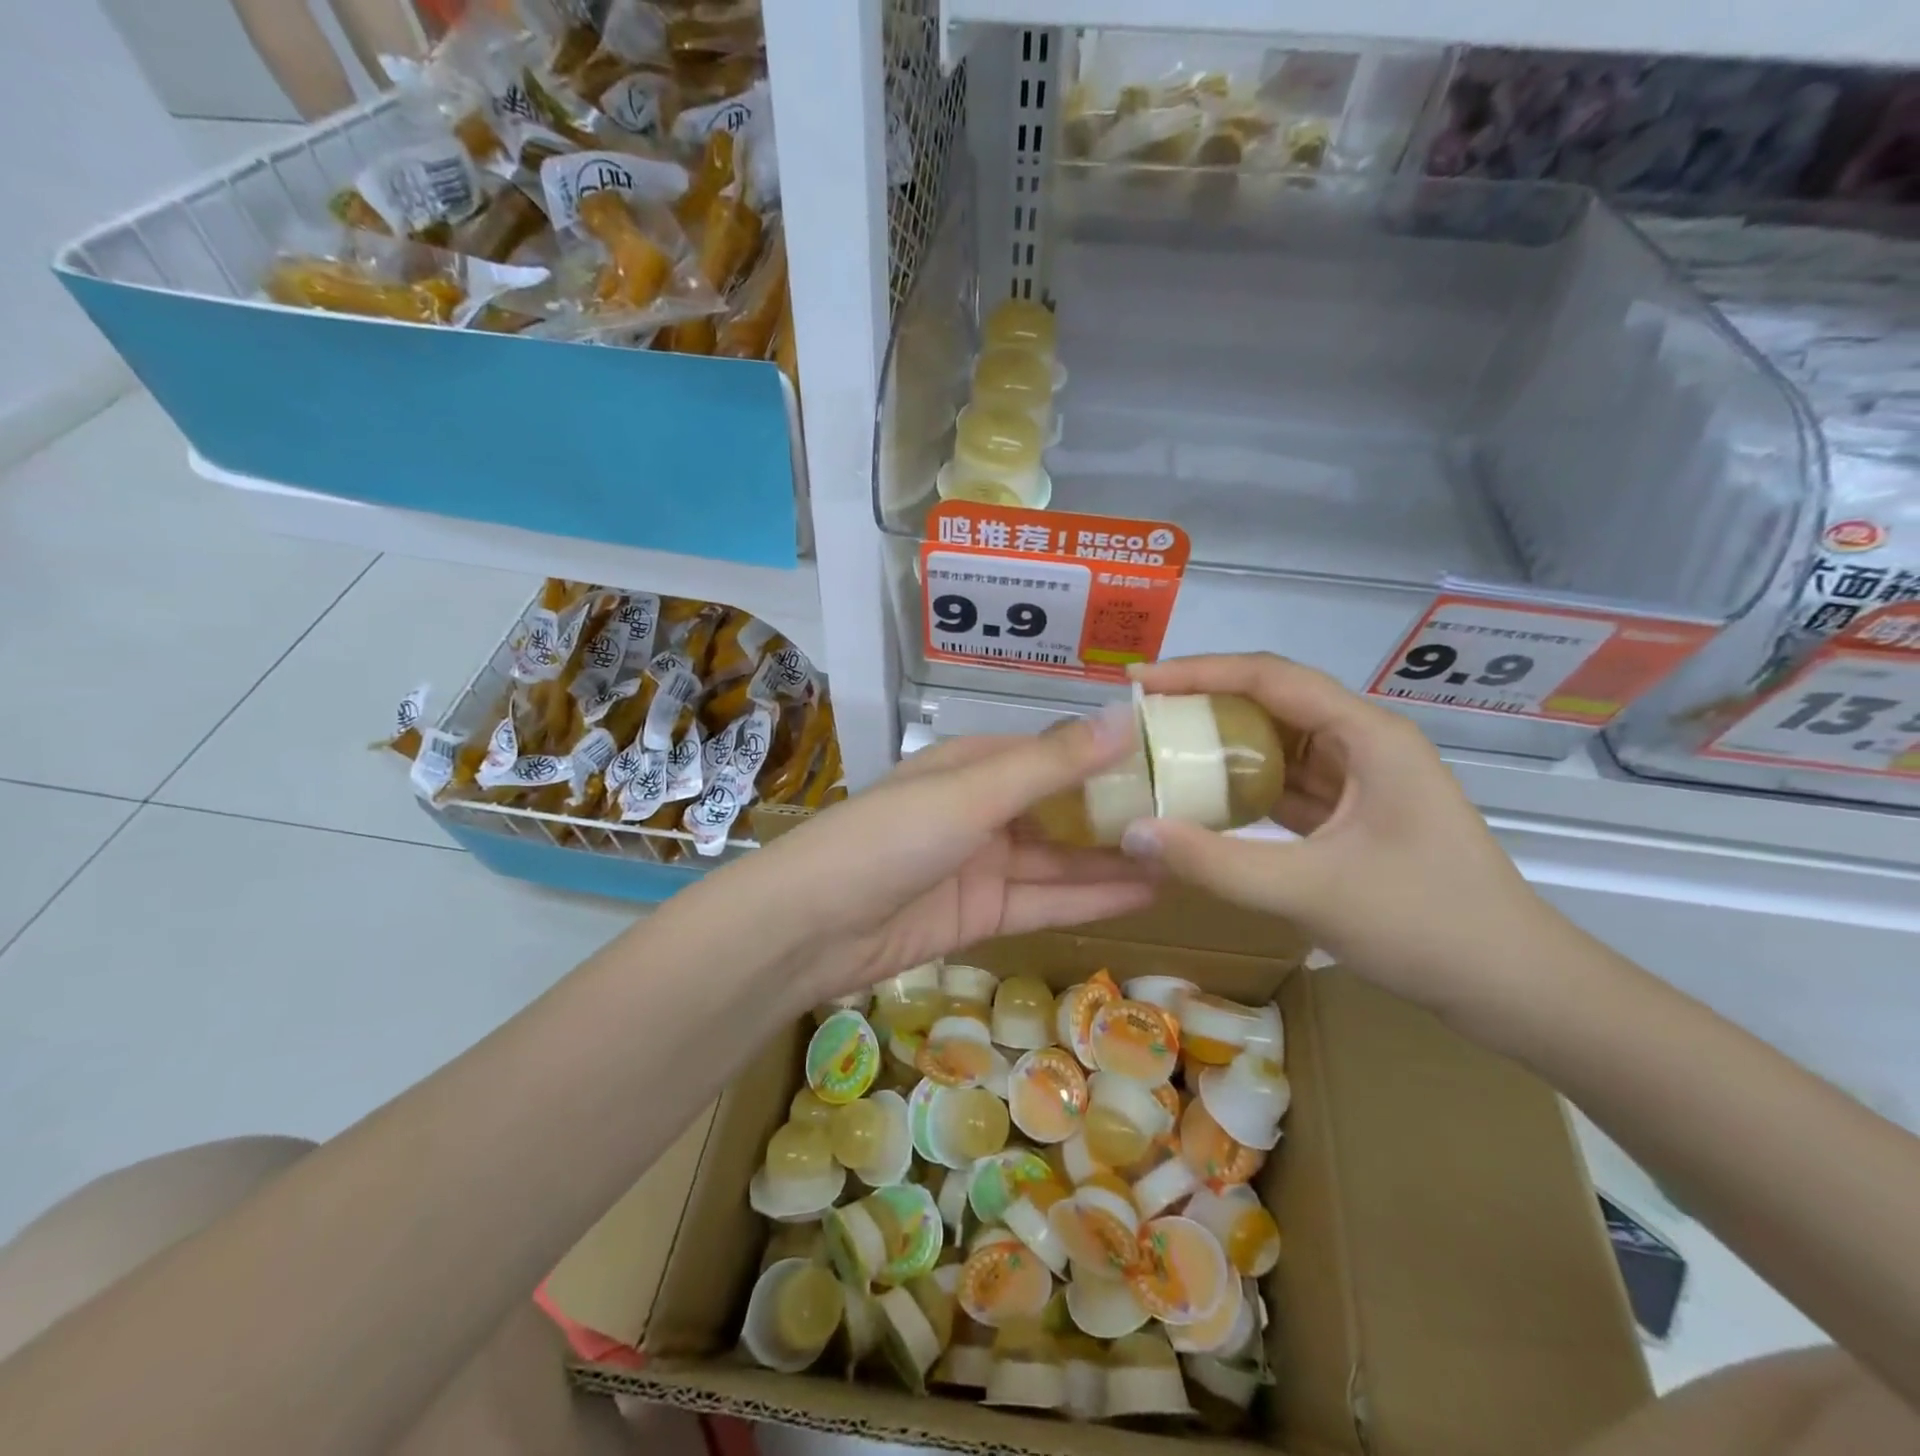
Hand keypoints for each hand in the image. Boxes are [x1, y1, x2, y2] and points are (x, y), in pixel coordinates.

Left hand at [738, 706, 1160, 1001]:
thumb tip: (1124, 716)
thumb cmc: (891, 838)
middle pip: (1062, 808)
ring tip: (1185, 855)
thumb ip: (1050, 764)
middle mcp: (982, 809)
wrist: (813, 926)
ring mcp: (983, 864)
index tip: (1172, 757)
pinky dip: (1092, 898)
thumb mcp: (973, 793)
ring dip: (1115, 858)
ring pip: (1061, 858)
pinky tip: (1147, 892)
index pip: (1054, 752)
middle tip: (1195, 815)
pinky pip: (1047, 901)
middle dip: (1119, 811)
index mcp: (974, 764)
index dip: (1109, 754)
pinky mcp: (983, 914)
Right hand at [1119, 654, 1560, 1019]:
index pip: (1269, 678)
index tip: (1138, 682)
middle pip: (1272, 703)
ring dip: (1221, 746)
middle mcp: (1365, 744)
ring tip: (1159, 751)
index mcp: (1368, 736)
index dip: (1199, 672)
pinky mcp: (1355, 816)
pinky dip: (1243, 787)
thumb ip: (1215, 862)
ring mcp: (1362, 781)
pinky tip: (1201, 799)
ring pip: (1277, 745)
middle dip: (1204, 704)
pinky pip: (1287, 785)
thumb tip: (1132, 832)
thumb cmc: (1427, 925)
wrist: (1516, 989)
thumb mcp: (1311, 891)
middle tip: (1139, 720)